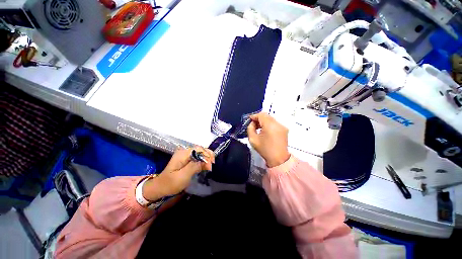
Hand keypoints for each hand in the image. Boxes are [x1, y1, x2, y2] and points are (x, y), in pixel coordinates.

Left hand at [143, 147, 214, 200]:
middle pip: (200, 149)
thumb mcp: (183, 176)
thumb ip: (195, 167)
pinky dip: (204, 160)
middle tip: (212, 165)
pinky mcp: (187, 160)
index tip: (210, 166)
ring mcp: (186, 155)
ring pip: (200, 152)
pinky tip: (206, 165)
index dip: (206, 155)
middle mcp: (185, 152)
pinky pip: (198, 157)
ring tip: (211, 165)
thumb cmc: (171, 183)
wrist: (160, 187)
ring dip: (207, 158)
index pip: (198, 149)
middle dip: (208, 155)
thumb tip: (207, 162)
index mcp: (183, 154)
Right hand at [247, 112, 289, 167]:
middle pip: (266, 116)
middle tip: (253, 124)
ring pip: (271, 119)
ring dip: (263, 121)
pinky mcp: (284, 130)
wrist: (278, 159)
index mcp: (270, 125)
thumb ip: (250, 128)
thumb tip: (252, 123)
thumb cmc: (264, 150)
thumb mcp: (253, 139)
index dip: (254, 116)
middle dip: (258, 118)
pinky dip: (269, 125)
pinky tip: (265, 131)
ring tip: (258, 128)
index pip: (261, 115)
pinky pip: (275, 123)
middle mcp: (277, 123)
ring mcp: (282, 126)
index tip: (249, 120)